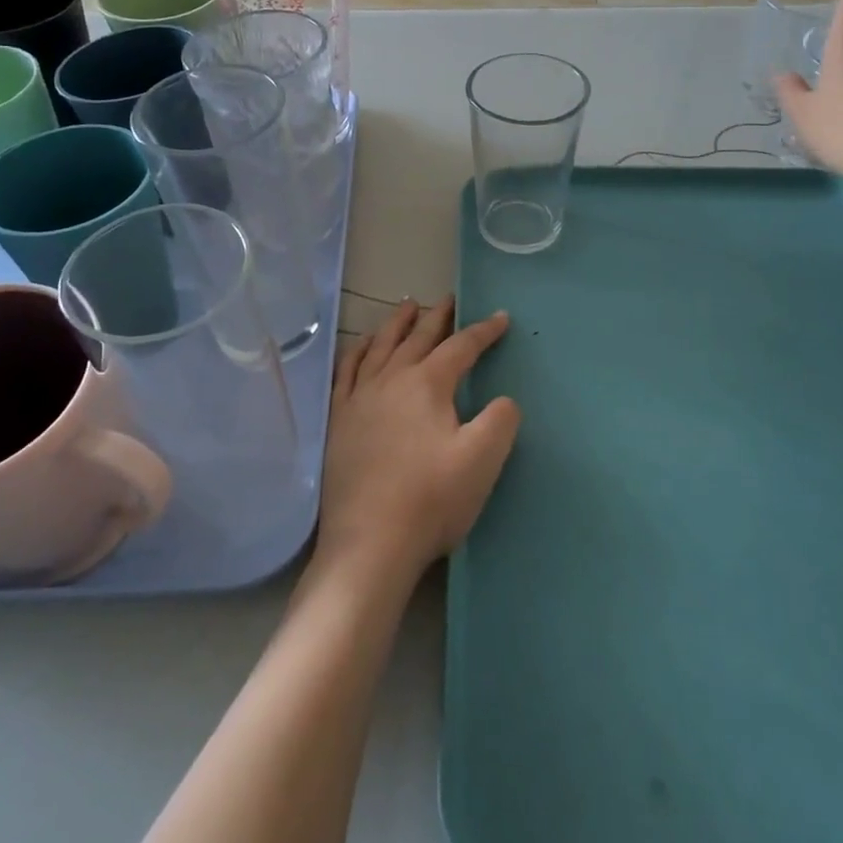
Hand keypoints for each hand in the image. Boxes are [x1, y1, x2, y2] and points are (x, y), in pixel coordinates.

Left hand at [317, 298, 520, 589]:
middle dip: (438, 317)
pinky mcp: (339, 420)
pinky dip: (358, 351)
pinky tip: (362, 346)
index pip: (461, 347)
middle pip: (418, 338)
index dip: (484, 331)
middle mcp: (391, 380)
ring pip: (380, 346)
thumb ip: (501, 420)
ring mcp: (359, 398)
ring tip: (407, 306)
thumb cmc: (431, 500)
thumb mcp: (482, 460)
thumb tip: (503, 400)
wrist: (369, 543)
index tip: (501, 317)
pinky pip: (347, 371)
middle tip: (449, 299)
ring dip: (397, 324)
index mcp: (427, 385)